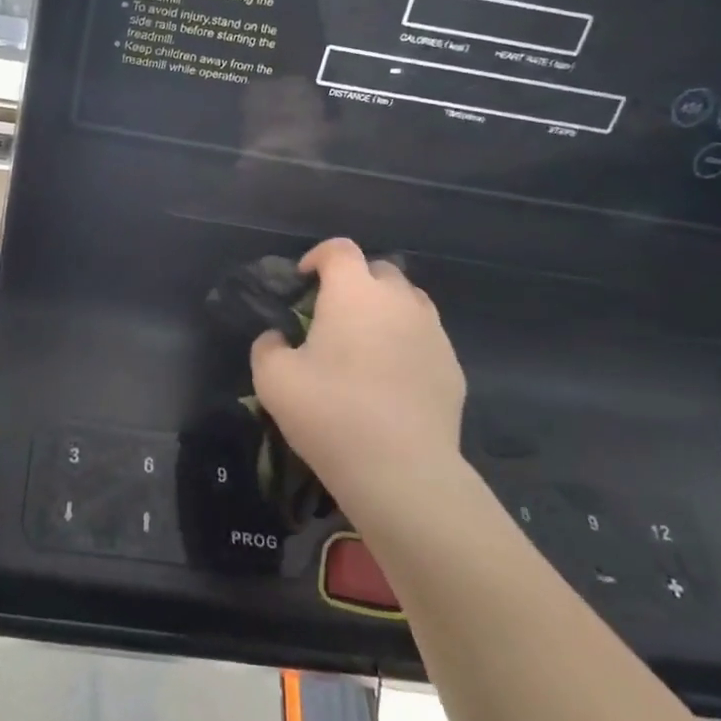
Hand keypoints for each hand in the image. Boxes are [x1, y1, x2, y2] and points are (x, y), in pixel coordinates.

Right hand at [250, 239, 465, 519]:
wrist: (402, 470)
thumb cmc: (330, 413)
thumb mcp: (272, 379)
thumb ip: (267, 346)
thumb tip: (278, 338)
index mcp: (354, 293)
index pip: (339, 250)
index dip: (318, 256)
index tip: (304, 280)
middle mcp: (398, 300)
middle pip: (379, 270)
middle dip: (355, 282)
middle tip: (333, 314)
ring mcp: (432, 332)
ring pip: (409, 301)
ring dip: (385, 309)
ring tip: (366, 341)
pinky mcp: (452, 366)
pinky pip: (426, 337)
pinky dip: (407, 342)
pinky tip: (392, 377)